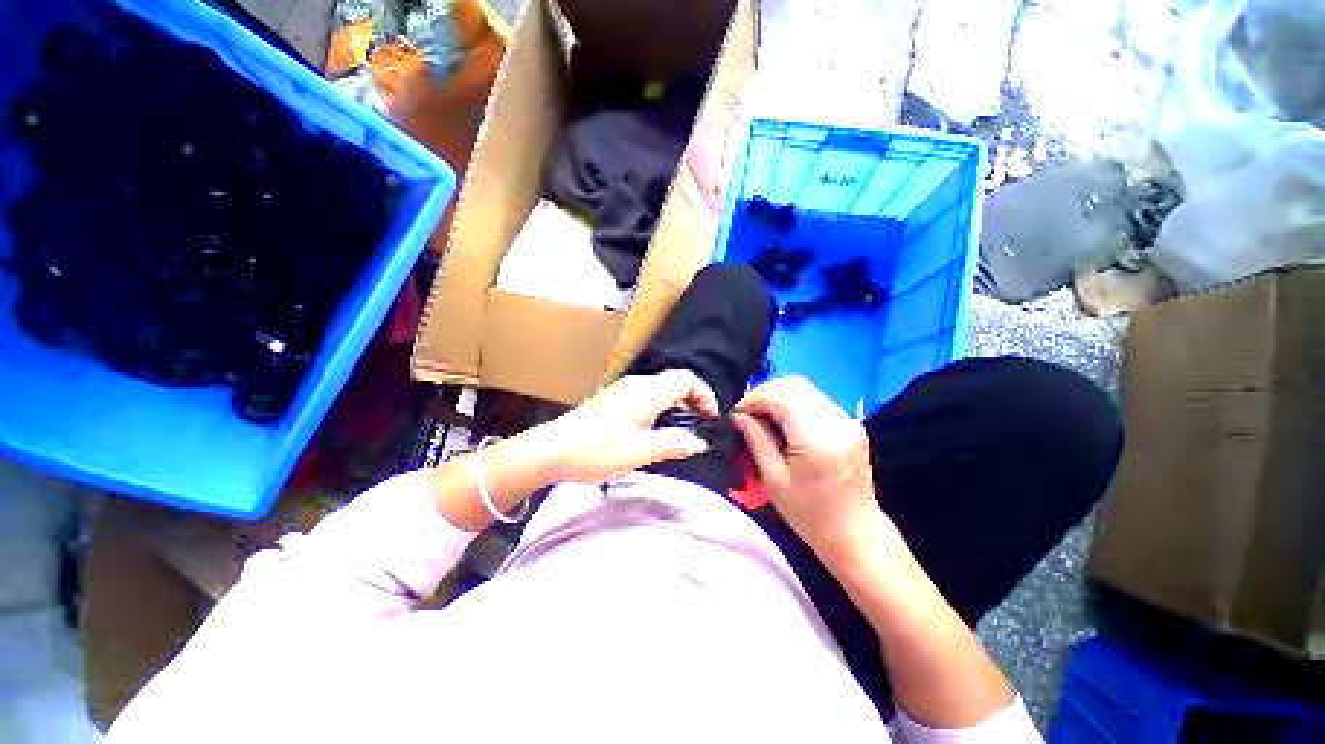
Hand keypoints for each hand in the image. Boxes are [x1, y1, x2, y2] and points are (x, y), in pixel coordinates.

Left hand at [536, 370, 718, 484]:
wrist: (550, 450)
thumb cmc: (594, 450)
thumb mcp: (638, 452)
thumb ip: (673, 444)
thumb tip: (701, 442)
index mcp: (646, 391)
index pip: (687, 379)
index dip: (705, 396)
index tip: (710, 420)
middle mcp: (637, 384)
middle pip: (675, 383)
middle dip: (693, 403)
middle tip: (698, 430)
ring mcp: (623, 390)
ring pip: (661, 391)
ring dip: (676, 408)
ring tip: (680, 434)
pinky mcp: (614, 400)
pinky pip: (647, 398)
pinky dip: (661, 411)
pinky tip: (654, 433)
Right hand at [733, 376, 891, 559]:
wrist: (855, 533)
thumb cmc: (809, 514)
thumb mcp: (773, 479)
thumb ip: (756, 440)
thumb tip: (740, 415)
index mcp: (818, 441)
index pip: (782, 400)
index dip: (754, 399)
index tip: (737, 412)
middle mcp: (838, 423)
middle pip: (796, 386)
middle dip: (765, 392)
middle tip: (747, 410)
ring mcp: (849, 421)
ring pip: (806, 389)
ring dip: (779, 394)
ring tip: (761, 413)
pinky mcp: (852, 424)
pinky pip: (816, 400)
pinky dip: (794, 402)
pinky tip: (782, 419)